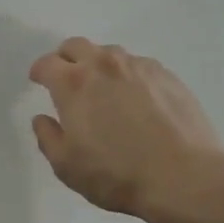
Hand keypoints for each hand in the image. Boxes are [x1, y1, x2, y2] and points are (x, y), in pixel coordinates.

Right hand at [28, 38, 223, 218]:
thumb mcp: (67, 166)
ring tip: (105, 90)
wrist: (185, 177)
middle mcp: (103, 65)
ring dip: (99, 65)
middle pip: (76, 46)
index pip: (47, 63)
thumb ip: (48, 137)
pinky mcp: (166, 74)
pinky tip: (137, 99)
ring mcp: (138, 66)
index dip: (39, 71)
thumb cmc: (117, 174)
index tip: (38, 80)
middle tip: (67, 78)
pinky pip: (138, 65)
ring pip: (109, 53)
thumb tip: (42, 118)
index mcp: (73, 83)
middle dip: (66, 58)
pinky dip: (129, 75)